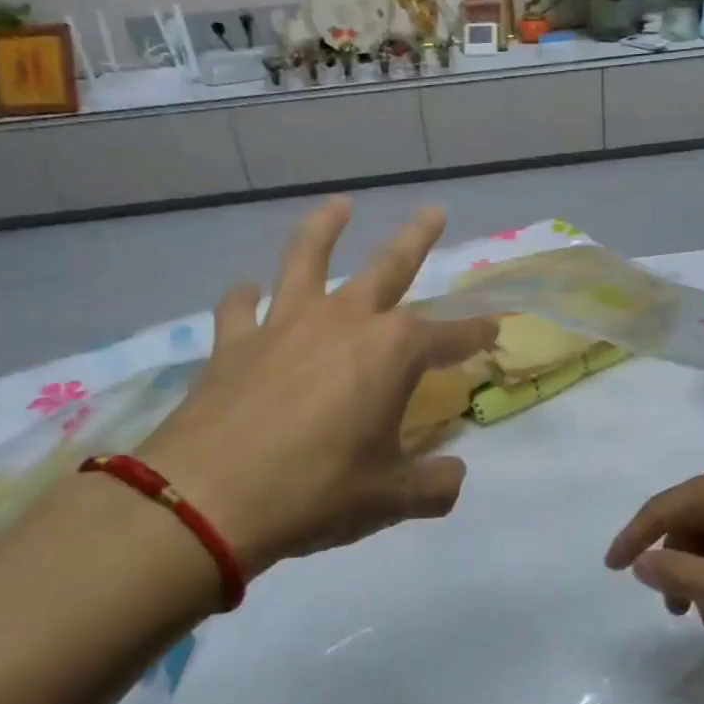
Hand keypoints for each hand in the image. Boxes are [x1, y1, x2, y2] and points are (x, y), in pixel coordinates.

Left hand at [138, 198, 496, 579]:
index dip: (476, 334)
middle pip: (388, 267)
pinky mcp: (234, 342)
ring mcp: (285, 325)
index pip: (450, 337)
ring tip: (339, 205)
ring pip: (308, 258)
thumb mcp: (390, 497)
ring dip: (326, 228)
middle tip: (434, 211)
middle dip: (417, 239)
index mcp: (392, 352)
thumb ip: (434, 485)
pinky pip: (241, 306)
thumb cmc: (316, 491)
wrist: (208, 498)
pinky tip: (248, 291)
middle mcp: (344, 321)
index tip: (495, 329)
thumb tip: (454, 475)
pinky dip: (246, 297)